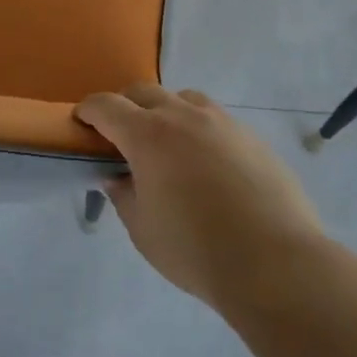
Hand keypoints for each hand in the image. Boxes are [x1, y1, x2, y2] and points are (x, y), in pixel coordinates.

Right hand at [76, 84, 320, 308]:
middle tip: (121, 136)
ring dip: (166, 111)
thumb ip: (124, 195)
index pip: (106, 106)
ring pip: (184, 99)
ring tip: (169, 145)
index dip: (88, 110)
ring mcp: (222, 122)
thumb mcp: (142, 229)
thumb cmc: (196, 250)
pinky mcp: (252, 138)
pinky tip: (208, 166)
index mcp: (147, 135)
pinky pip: (216, 120)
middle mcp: (183, 116)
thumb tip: (118, 177)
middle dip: (125, 107)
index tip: (81, 122)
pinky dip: (200, 131)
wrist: (276, 264)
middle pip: (143, 92)